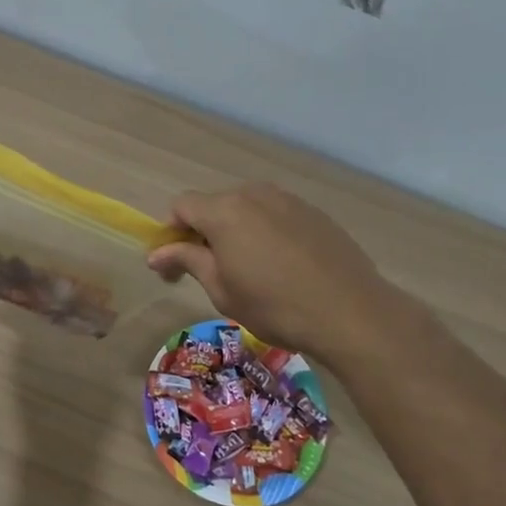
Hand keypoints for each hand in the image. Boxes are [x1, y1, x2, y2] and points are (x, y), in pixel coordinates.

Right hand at [147, 182, 417, 361]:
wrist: (350, 312)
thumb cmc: (275, 306)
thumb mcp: (221, 289)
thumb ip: (186, 261)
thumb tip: (155, 253)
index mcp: (224, 211)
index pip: (181, 206)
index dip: (171, 233)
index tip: (176, 266)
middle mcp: (253, 194)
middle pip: (214, 205)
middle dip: (204, 233)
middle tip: (211, 272)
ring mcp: (287, 199)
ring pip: (247, 209)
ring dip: (237, 233)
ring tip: (251, 271)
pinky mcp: (314, 212)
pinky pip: (276, 216)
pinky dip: (267, 234)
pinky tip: (283, 267)